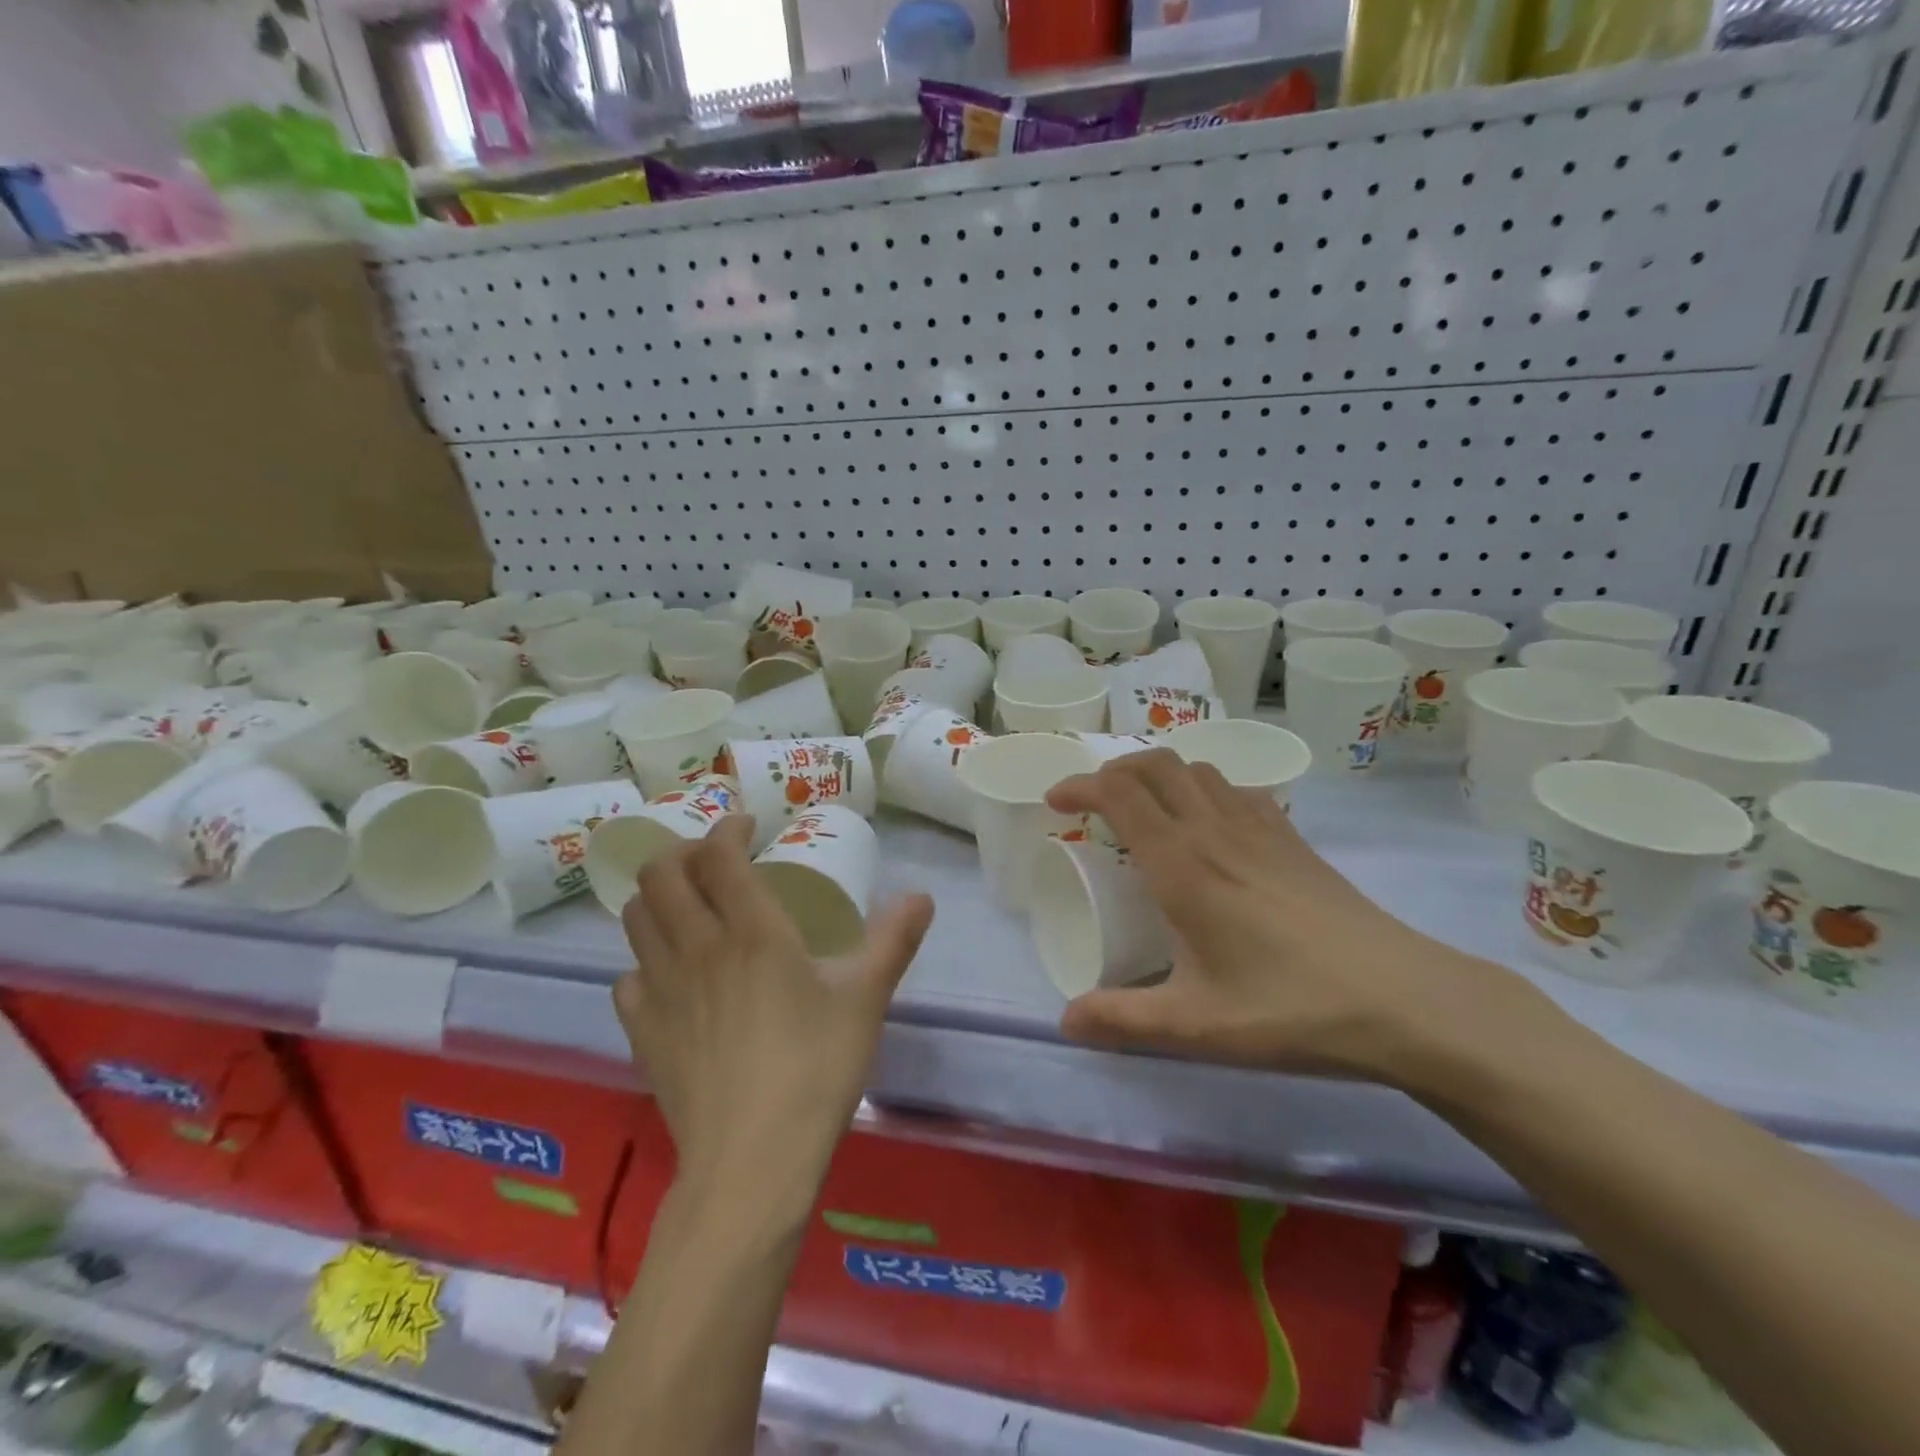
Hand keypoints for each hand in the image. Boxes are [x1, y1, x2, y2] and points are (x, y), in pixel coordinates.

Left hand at [613, 815, 933, 1201]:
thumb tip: (922, 896)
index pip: (719, 855)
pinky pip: (628, 978)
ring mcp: (660, 991)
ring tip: (689, 907)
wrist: (752, 1163)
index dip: (728, 829)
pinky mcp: (642, 1033)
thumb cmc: (815, 1070)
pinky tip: (671, 978)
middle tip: (713, 862)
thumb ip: (893, 940)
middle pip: (660, 875)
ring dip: (658, 898)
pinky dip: (645, 962)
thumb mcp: (866, 1000)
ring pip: (636, 919)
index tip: (748, 828)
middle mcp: (697, 948)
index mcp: (752, 932)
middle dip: (682, 852)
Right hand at [1045, 751, 1534, 1084]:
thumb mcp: (1195, 1025)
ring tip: (1146, 810)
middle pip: (1155, 764)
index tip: (1055, 801)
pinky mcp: (1294, 838)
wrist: (1404, 1000)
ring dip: (1160, 775)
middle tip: (1093, 803)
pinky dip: (1205, 789)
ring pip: (1197, 769)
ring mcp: (1261, 827)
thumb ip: (1122, 1019)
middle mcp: (1215, 830)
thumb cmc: (1290, 1008)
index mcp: (1182, 864)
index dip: (1079, 785)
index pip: (1119, 794)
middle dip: (1114, 769)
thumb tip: (1066, 1020)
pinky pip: (1236, 790)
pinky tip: (1211, 827)